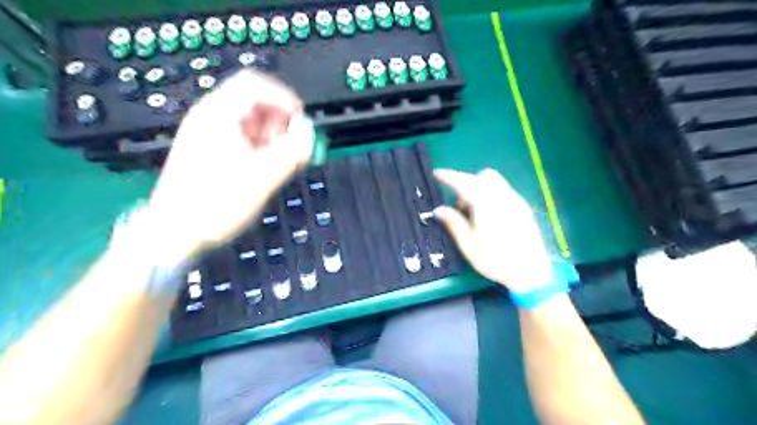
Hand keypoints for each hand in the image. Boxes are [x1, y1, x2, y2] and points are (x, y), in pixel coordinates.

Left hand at [147, 70, 313, 256]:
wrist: (176, 232)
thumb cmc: (216, 203)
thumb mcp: (262, 177)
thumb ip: (291, 152)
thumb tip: (309, 132)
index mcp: (218, 115)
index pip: (255, 85)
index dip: (284, 97)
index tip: (301, 118)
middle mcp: (210, 118)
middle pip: (252, 100)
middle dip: (278, 119)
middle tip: (290, 144)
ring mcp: (207, 133)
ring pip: (248, 119)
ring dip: (270, 133)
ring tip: (277, 158)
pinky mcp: (209, 149)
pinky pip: (240, 135)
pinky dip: (258, 144)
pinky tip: (263, 165)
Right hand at [434, 167, 553, 291]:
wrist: (530, 271)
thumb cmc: (495, 260)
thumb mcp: (468, 244)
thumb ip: (453, 223)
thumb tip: (438, 210)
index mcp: (486, 205)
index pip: (464, 182)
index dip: (449, 176)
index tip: (437, 175)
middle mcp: (503, 197)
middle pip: (482, 176)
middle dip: (467, 183)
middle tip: (460, 205)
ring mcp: (515, 201)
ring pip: (495, 182)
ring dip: (479, 188)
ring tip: (474, 212)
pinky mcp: (523, 208)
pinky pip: (504, 191)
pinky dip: (491, 194)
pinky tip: (489, 215)